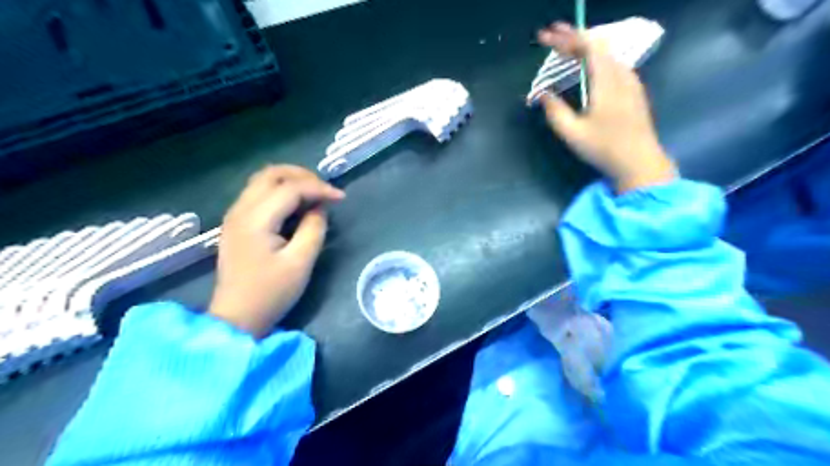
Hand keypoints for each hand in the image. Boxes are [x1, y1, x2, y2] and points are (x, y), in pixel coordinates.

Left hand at [211, 166, 348, 336]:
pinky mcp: (237, 223)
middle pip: (271, 174)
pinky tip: (296, 205)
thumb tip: (320, 207)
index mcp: (256, 219)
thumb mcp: (300, 263)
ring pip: (263, 180)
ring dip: (290, 181)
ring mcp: (235, 215)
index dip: (319, 188)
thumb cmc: (270, 293)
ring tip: (314, 194)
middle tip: (325, 190)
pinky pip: (259, 193)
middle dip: (302, 175)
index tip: (341, 198)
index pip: (290, 188)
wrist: (237, 317)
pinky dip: (280, 191)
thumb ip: (314, 229)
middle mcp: (241, 209)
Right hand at [535, 21, 676, 191]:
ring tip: (564, 47)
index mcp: (606, 81)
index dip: (564, 38)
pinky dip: (595, 57)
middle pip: (597, 45)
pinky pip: (612, 62)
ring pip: (606, 52)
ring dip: (584, 46)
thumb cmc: (604, 148)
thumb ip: (554, 111)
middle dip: (572, 37)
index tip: (543, 37)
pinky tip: (586, 65)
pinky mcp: (633, 89)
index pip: (586, 47)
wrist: (640, 161)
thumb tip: (542, 94)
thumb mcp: (572, 133)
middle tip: (549, 36)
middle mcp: (621, 74)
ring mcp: (630, 80)